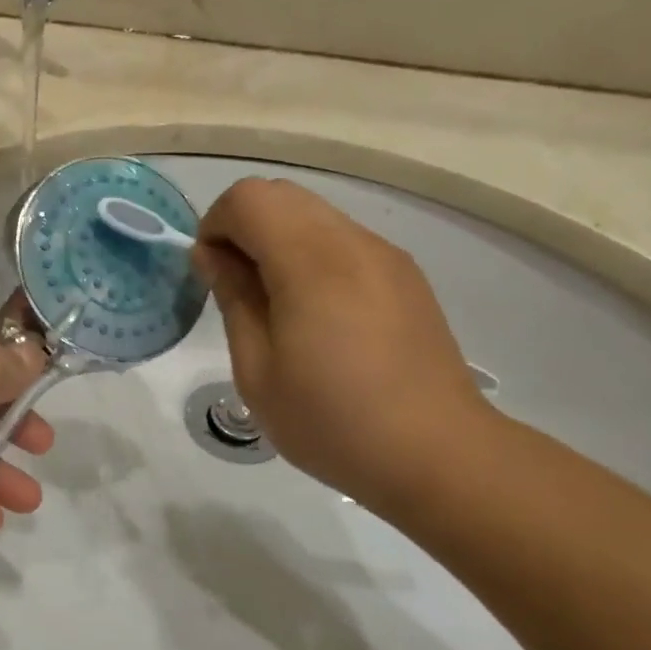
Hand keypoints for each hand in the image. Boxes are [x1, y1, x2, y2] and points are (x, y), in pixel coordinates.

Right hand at [194, 178, 497, 517]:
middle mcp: (352, 242)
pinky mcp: (405, 275)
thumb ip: (234, 298)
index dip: (215, 225)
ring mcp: (385, 255)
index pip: (248, 198)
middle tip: (238, 288)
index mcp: (311, 262)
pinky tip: (319, 315)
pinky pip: (343, 240)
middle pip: (281, 194)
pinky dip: (312, 255)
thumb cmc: (332, 421)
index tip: (213, 275)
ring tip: (278, 305)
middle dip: (244, 227)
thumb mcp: (258, 370)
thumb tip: (214, 255)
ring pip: (314, 213)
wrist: (437, 454)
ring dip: (279, 240)